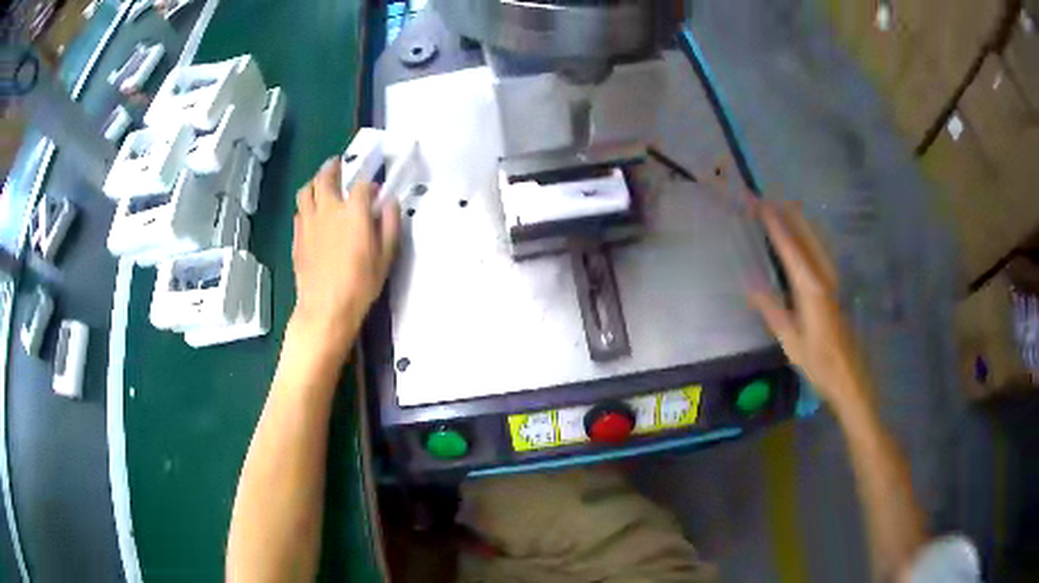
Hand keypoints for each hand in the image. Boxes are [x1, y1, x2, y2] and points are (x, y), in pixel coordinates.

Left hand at [291, 158, 400, 344]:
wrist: (326, 308)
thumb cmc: (360, 284)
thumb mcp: (386, 256)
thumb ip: (390, 224)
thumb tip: (390, 202)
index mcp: (354, 212)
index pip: (361, 185)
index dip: (369, 184)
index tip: (375, 191)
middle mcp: (328, 209)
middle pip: (325, 177)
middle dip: (332, 167)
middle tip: (337, 164)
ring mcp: (309, 222)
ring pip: (306, 191)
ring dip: (314, 182)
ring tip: (320, 183)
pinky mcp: (297, 237)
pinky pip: (299, 212)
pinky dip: (306, 206)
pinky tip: (311, 213)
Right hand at [747, 199, 869, 409]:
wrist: (849, 377)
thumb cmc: (818, 362)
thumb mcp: (790, 341)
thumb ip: (772, 309)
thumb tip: (750, 283)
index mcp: (810, 287)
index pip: (789, 247)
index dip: (774, 223)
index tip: (758, 202)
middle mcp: (823, 276)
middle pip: (805, 235)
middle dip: (786, 214)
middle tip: (765, 198)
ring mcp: (831, 280)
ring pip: (815, 240)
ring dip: (798, 222)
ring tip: (782, 206)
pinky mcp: (834, 287)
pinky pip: (819, 250)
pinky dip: (808, 235)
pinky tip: (804, 236)